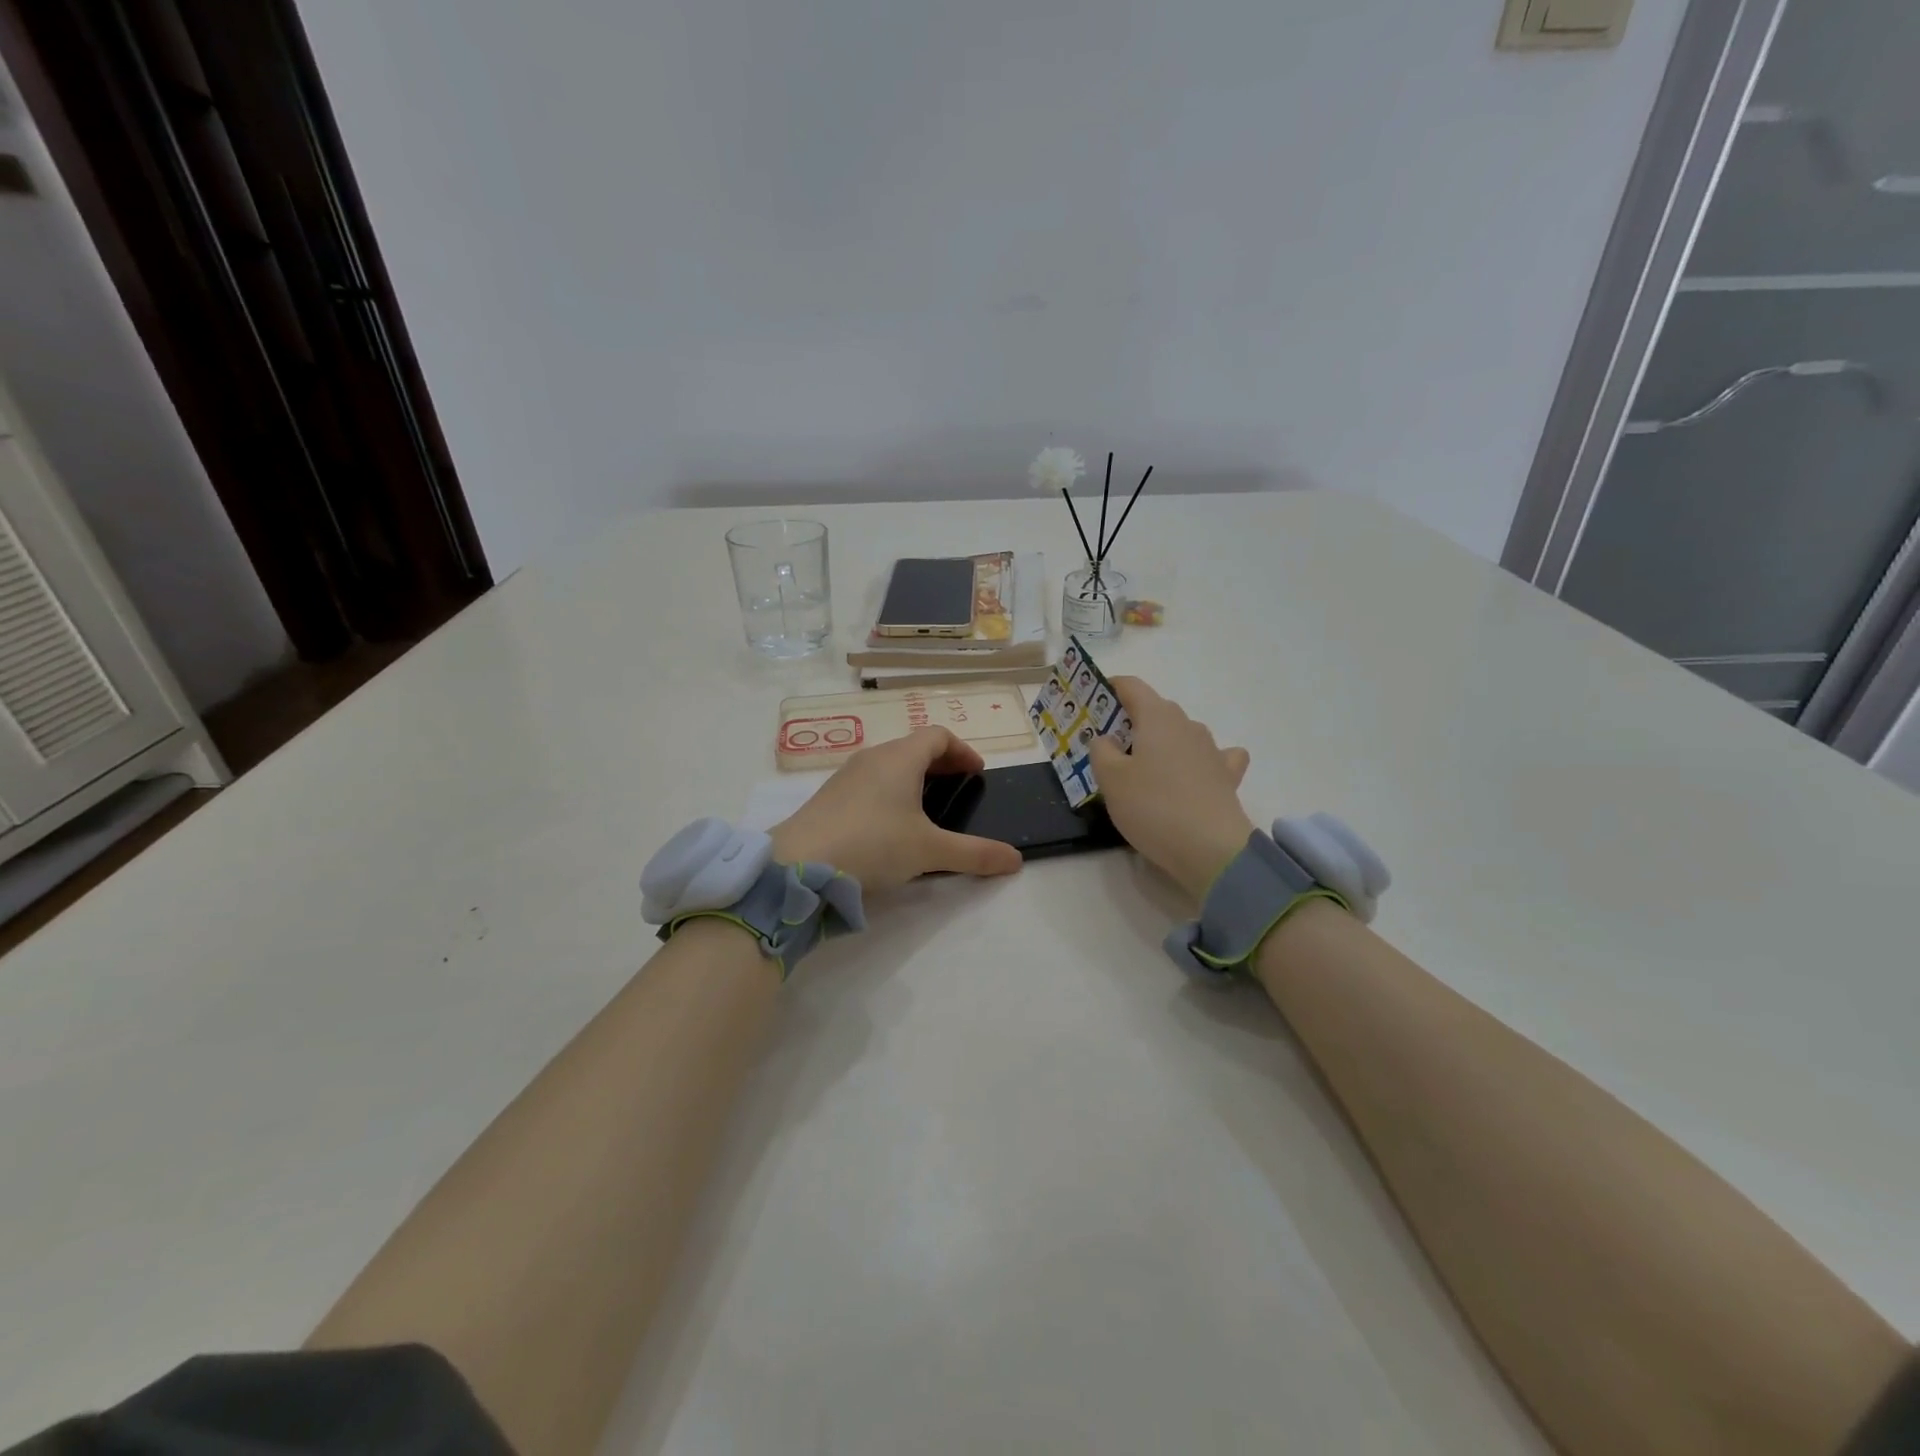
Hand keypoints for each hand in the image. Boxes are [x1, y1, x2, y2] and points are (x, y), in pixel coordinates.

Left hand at [770, 727, 1023, 893]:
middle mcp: (873, 758)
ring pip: (888, 764)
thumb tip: (1016, 860)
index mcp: (900, 758)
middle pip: (913, 747)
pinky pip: (869, 782)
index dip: (962, 750)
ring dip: (913, 777)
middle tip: (958, 788)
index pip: (938, 735)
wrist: (799, 865)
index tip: (977, 773)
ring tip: (927, 807)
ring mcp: (846, 776)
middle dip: (940, 763)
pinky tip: (890, 825)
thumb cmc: (873, 844)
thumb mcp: (930, 851)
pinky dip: (889, 792)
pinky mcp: (828, 797)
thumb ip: (975, 854)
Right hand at [1089, 677, 1253, 900]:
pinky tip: (1195, 774)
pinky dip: (1200, 760)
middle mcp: (1187, 724)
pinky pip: (1213, 757)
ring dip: (1162, 742)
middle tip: (1108, 746)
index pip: (1131, 686)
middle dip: (1131, 721)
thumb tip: (1107, 739)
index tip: (1092, 701)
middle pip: (1155, 710)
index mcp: (1157, 717)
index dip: (1109, 688)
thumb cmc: (1152, 806)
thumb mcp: (1110, 779)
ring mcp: (1211, 749)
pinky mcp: (1227, 776)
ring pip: (1181, 733)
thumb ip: (1101, 751)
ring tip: (1144, 768)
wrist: (1211, 849)